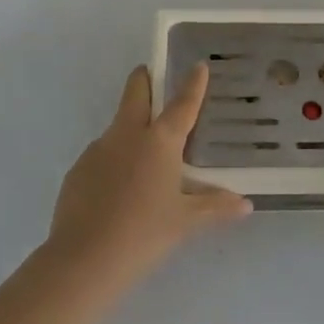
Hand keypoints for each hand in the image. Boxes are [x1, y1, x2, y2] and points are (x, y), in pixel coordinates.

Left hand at [43, 64, 251, 301]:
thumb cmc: (144, 234)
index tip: (198, 64)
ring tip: (142, 158)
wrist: (83, 259)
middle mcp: (127, 135)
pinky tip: (118, 190)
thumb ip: (215, 207)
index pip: (182, 104)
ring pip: (117, 126)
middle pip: (135, 92)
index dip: (192, 84)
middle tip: (152, 75)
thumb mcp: (185, 221)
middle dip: (144, 79)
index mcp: (160, 141)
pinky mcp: (77, 170)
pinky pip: (101, 156)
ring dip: (130, 128)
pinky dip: (113, 161)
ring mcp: (98, 150)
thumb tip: (245, 204)